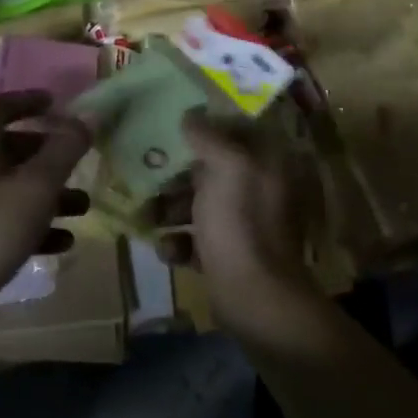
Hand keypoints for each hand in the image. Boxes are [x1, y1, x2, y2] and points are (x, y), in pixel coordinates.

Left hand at [0, 90, 91, 352]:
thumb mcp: (35, 186)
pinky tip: (63, 242)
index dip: (28, 100)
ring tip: (83, 207)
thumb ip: (64, 150)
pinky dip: (35, 225)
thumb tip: (88, 116)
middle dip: (49, 154)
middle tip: (79, 161)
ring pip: (14, 187)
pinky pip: (8, 220)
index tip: (57, 103)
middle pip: (11, 148)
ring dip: (49, 193)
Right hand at [149, 113, 319, 341]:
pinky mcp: (232, 256)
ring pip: (202, 204)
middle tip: (147, 173)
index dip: (205, 126)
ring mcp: (248, 225)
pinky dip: (181, 242)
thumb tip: (190, 116)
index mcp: (270, 162)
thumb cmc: (240, 224)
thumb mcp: (226, 167)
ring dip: (171, 208)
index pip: (237, 130)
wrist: (256, 301)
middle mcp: (263, 189)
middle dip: (177, 173)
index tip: (170, 126)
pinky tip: (168, 250)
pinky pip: (199, 240)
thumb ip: (208, 136)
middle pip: (213, 168)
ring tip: (147, 217)